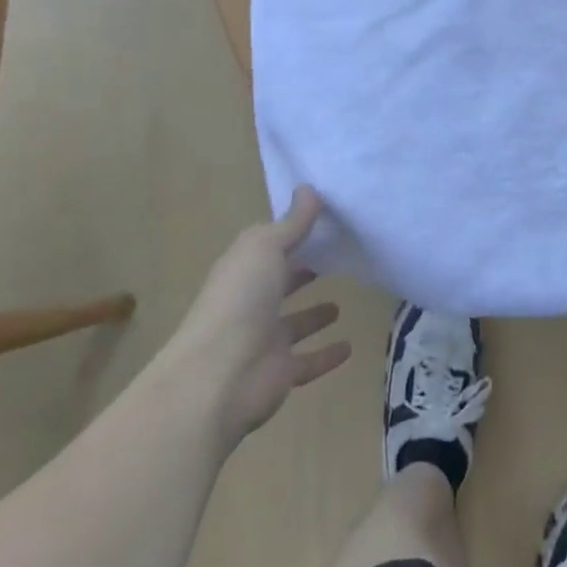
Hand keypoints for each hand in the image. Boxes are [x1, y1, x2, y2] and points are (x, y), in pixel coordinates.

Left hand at [174, 186, 351, 441]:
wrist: (217, 377)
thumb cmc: (240, 301)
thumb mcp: (265, 248)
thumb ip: (292, 223)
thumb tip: (309, 188)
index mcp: (244, 270)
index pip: (270, 247)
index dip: (293, 234)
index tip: (326, 221)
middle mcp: (252, 303)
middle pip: (280, 284)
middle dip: (301, 272)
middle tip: (336, 259)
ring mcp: (265, 340)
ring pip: (293, 324)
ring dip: (313, 315)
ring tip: (340, 304)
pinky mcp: (281, 372)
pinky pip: (309, 360)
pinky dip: (327, 354)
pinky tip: (349, 347)